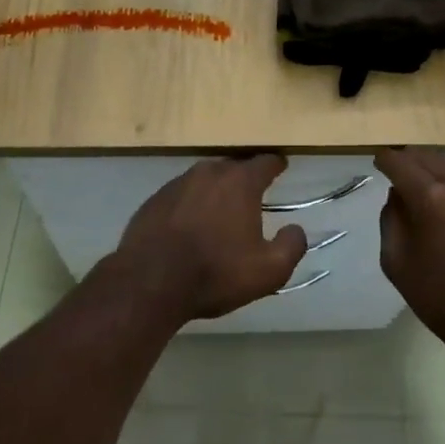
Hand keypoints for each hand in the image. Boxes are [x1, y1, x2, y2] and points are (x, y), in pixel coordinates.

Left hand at [108, 155, 307, 326]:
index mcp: (240, 182)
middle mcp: (209, 172)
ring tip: (220, 211)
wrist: (148, 282)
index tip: (281, 166)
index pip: (265, 162)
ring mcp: (177, 183)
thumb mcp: (268, 271)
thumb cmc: (215, 272)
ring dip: (215, 191)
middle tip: (252, 195)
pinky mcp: (154, 200)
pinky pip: (181, 195)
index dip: (276, 164)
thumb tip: (296, 229)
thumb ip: (291, 246)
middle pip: (233, 167)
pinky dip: (190, 204)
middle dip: (245, 178)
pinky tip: (190, 226)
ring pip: (205, 179)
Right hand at [375, 149, 444, 343]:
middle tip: (395, 166)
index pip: (401, 163)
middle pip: (429, 157)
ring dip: (432, 169)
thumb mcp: (397, 262)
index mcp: (431, 197)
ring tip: (418, 183)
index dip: (386, 159)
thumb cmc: (440, 297)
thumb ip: (391, 220)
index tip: (377, 160)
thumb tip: (397, 196)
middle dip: (409, 158)